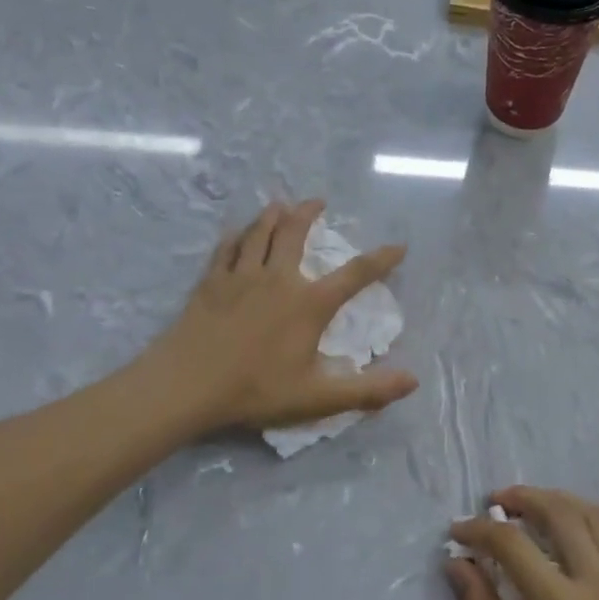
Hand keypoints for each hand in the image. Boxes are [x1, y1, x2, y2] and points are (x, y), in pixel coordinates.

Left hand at [140, 201, 418, 435]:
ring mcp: (241, 276)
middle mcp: (278, 279)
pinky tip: (237, 233)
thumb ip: (367, 390)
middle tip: (318, 201)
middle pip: (295, 233)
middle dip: (310, 213)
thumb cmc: (255, 391)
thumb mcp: (318, 398)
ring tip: (281, 204)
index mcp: (309, 304)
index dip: (381, 259)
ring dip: (273, 215)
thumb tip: (412, 382)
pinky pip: (227, 248)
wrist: (186, 386)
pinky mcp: (211, 282)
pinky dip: (237, 236)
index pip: (355, 274)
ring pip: (259, 232)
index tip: (399, 246)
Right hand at [446, 487, 598, 599]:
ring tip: (529, 509)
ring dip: (557, 500)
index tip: (457, 532)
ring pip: (591, 514)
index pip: (513, 544)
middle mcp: (598, 579)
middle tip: (495, 502)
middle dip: (523, 498)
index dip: (479, 530)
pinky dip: (583, 518)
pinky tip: (565, 535)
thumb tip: (457, 564)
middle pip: (559, 511)